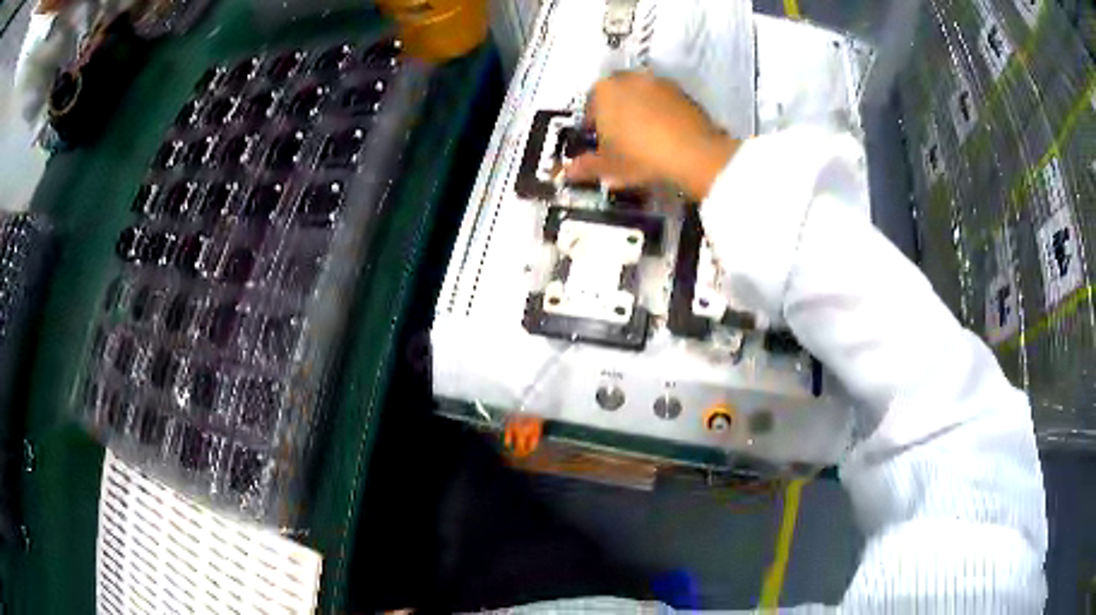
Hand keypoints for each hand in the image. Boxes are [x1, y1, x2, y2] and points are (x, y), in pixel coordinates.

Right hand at [565, 72, 738, 199]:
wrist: (692, 152)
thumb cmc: (639, 156)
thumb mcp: (608, 166)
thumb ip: (585, 167)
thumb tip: (567, 172)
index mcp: (602, 91)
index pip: (590, 109)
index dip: (594, 129)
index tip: (601, 147)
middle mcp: (627, 78)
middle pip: (615, 98)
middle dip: (616, 116)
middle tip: (622, 143)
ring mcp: (656, 81)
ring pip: (639, 98)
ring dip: (639, 113)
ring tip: (645, 140)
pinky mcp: (681, 90)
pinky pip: (662, 102)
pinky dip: (660, 115)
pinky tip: (665, 136)